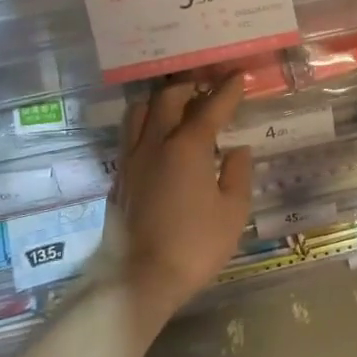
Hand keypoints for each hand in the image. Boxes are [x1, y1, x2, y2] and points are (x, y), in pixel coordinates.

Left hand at [111, 78, 253, 322]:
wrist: (141, 279)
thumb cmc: (195, 246)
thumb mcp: (232, 212)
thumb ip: (237, 174)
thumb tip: (236, 150)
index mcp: (187, 147)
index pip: (210, 108)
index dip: (227, 91)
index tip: (238, 77)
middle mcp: (154, 144)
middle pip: (167, 99)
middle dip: (189, 88)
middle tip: (206, 89)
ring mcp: (130, 160)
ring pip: (138, 112)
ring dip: (158, 103)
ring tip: (175, 109)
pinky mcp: (118, 179)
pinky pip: (129, 137)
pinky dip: (145, 127)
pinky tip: (156, 142)